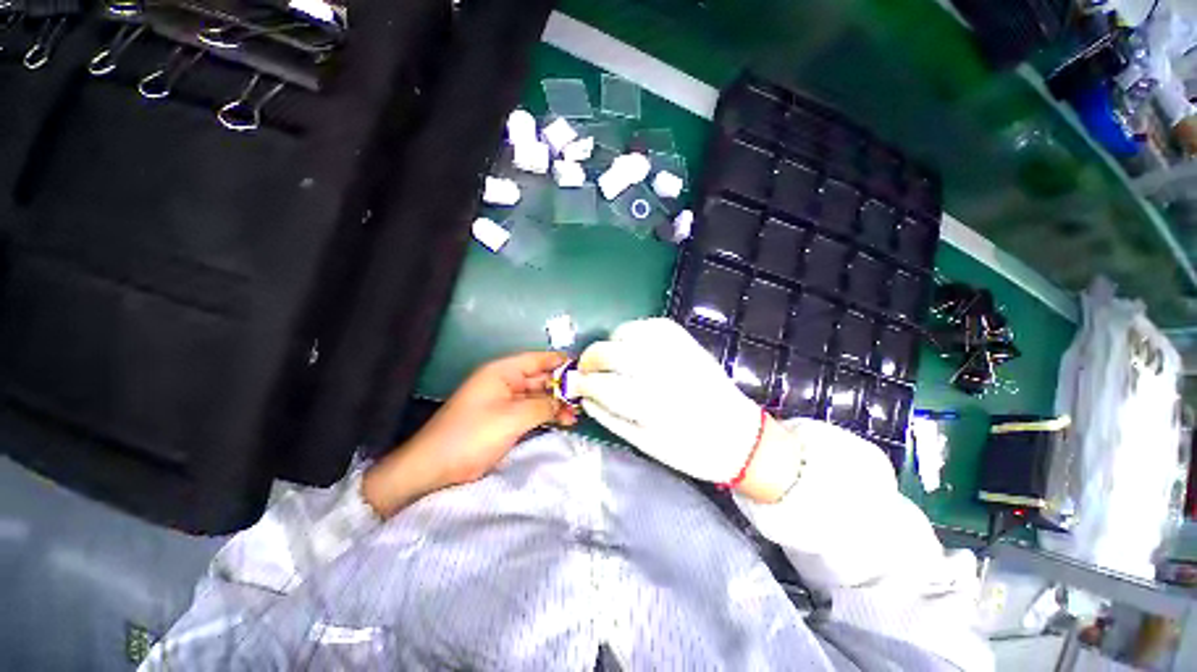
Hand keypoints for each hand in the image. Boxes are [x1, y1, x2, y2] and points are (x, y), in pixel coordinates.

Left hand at [364, 352, 576, 516]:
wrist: (435, 468)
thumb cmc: (473, 435)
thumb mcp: (513, 417)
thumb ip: (543, 406)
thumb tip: (565, 402)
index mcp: (502, 372)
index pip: (538, 359)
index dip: (561, 362)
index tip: (585, 369)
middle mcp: (505, 382)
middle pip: (540, 378)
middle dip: (562, 387)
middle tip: (587, 396)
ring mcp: (505, 401)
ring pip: (538, 396)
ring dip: (556, 404)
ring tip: (578, 413)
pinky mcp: (505, 419)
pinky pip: (531, 411)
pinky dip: (547, 415)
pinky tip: (563, 421)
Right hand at [575, 318, 765, 484]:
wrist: (739, 436)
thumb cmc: (690, 450)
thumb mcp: (644, 444)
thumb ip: (609, 417)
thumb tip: (584, 397)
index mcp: (652, 406)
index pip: (602, 385)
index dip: (582, 383)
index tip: (574, 385)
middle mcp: (663, 373)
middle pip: (611, 353)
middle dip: (590, 359)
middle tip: (586, 369)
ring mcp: (677, 353)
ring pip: (629, 332)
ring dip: (611, 343)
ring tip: (610, 357)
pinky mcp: (687, 342)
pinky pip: (652, 324)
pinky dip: (634, 331)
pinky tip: (632, 345)